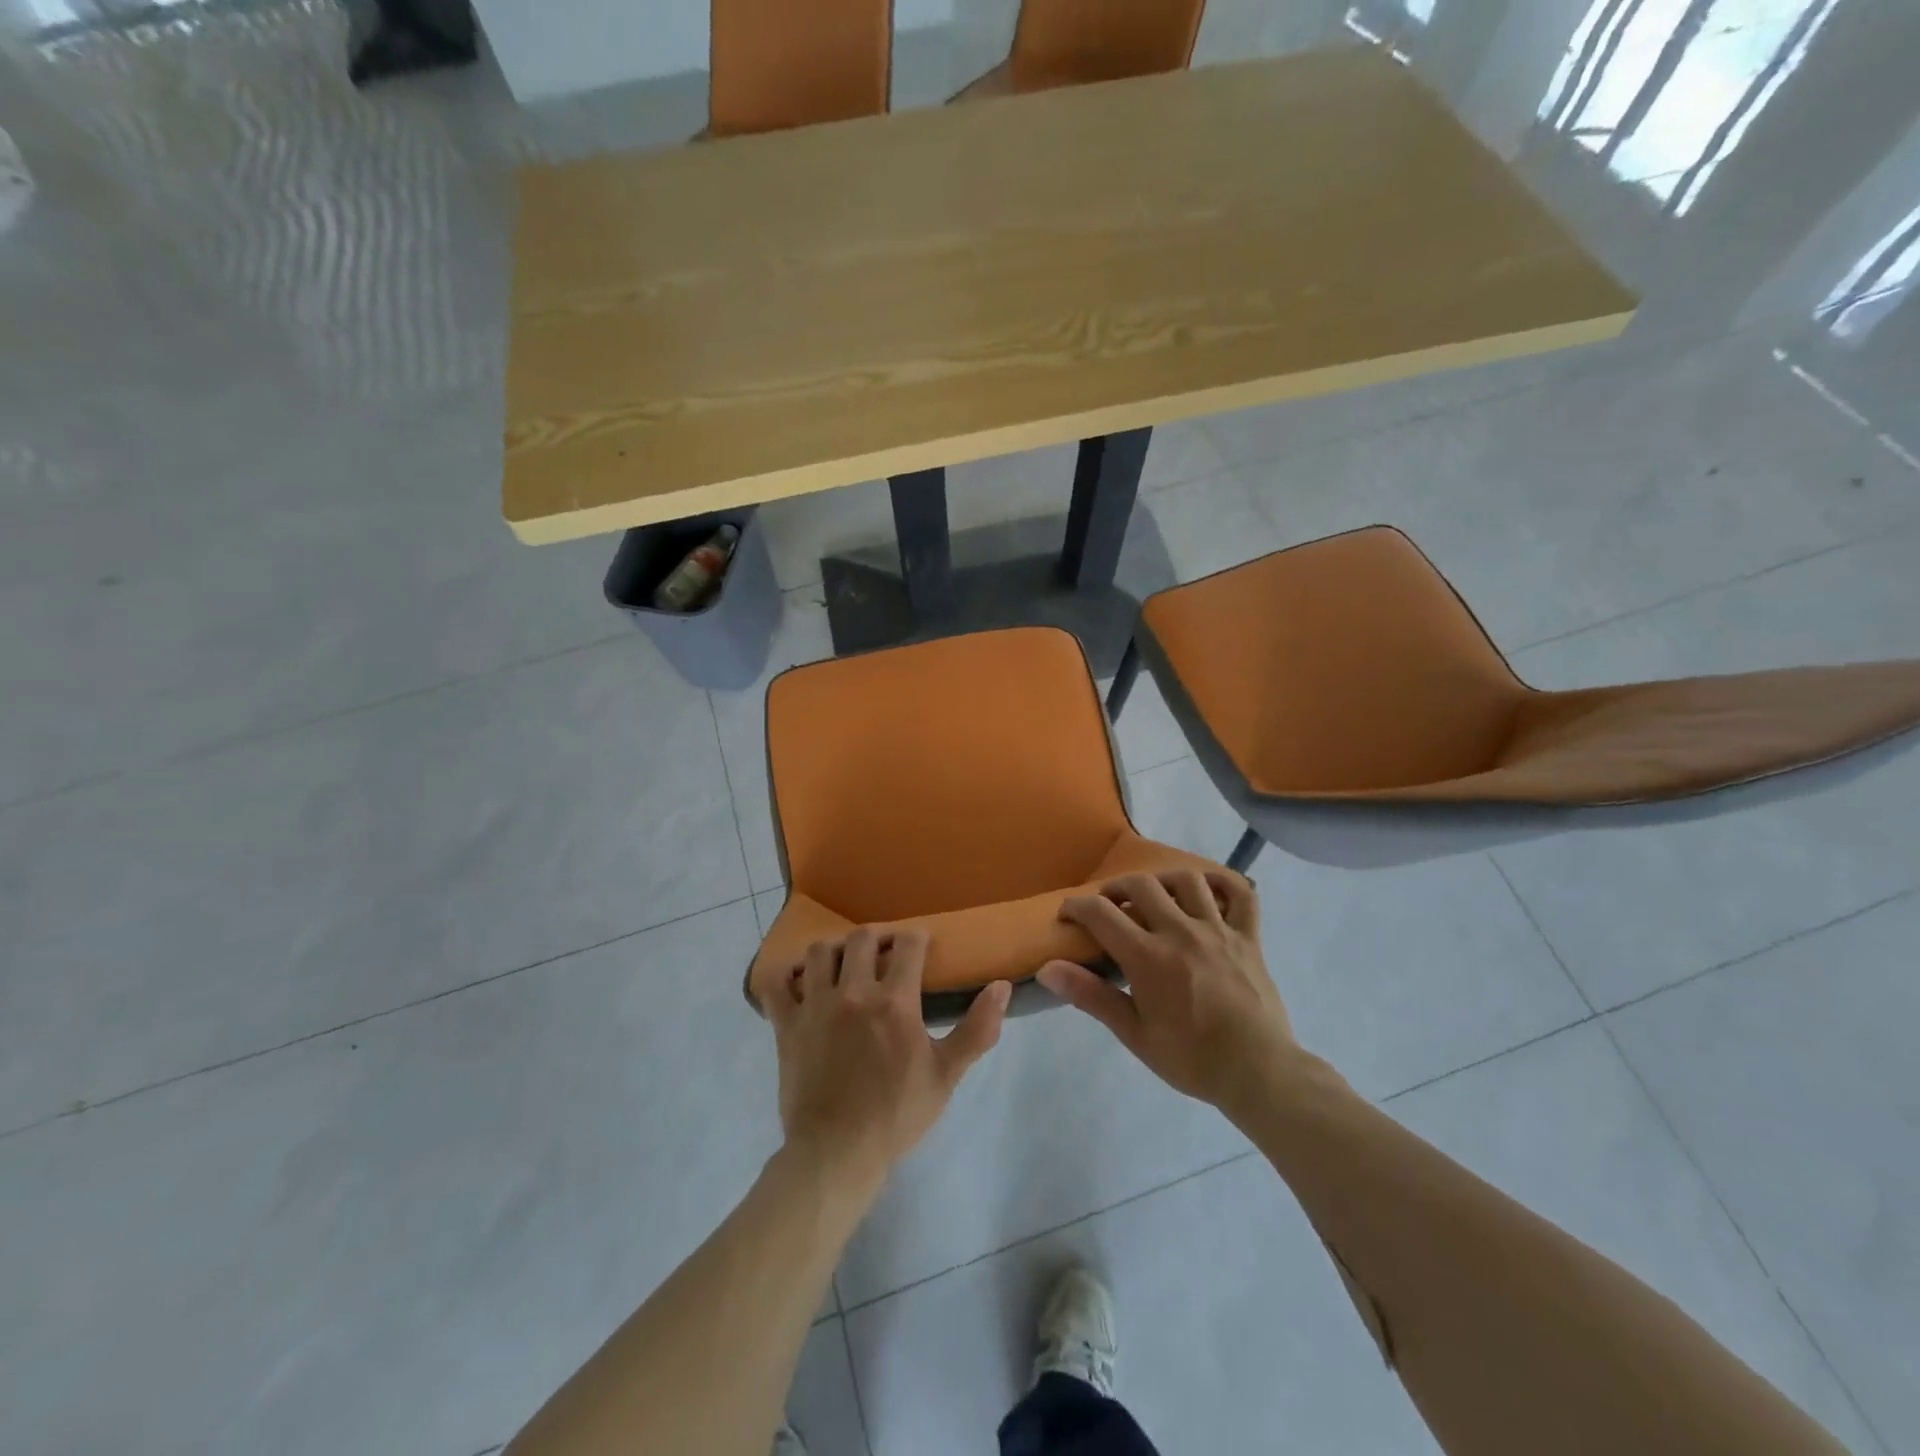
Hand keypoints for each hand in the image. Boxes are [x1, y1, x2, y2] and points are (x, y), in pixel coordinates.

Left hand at [768, 928, 1009, 1194]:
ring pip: (819, 952)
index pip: (908, 945)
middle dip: (877, 937)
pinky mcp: (786, 1025)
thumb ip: (977, 1029)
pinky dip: (785, 975)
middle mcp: (852, 992)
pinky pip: (776, 983)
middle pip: (861, 938)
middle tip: (884, 952)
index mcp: (894, 1001)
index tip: (921, 946)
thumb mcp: (946, 1075)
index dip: (917, 938)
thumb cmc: (896, 1114)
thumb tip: (1002, 986)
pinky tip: (799, 981)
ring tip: (844, 965)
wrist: (837, 1153)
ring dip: (835, 950)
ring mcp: (815, 1006)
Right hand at [1038, 870, 1299, 1117]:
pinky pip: (1241, 894)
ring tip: (1154, 895)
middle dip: (1116, 888)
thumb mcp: (1134, 1034)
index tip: (1067, 914)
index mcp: (1148, 956)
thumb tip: (1047, 969)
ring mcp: (1218, 930)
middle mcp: (1181, 932)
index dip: (1076, 906)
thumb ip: (1091, 996)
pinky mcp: (1249, 938)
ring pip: (1188, 880)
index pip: (1101, 913)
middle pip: (1142, 885)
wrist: (1259, 1073)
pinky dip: (1224, 883)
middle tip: (1108, 906)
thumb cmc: (1191, 1059)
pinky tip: (1208, 889)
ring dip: (1163, 880)